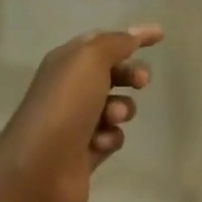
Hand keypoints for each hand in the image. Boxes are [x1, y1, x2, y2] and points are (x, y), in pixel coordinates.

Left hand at [0, 25, 162, 201]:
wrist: (41, 167)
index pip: (102, 41)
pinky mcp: (84, 152)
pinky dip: (110, 137)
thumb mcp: (90, 59)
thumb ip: (116, 43)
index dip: (130, 36)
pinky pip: (111, 136)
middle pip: (111, 74)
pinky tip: (100, 143)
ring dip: (121, 109)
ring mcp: (75, 122)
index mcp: (65, 62)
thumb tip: (134, 35)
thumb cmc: (66, 104)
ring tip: (112, 117)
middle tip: (142, 82)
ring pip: (115, 106)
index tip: (160, 36)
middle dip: (130, 74)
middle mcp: (68, 89)